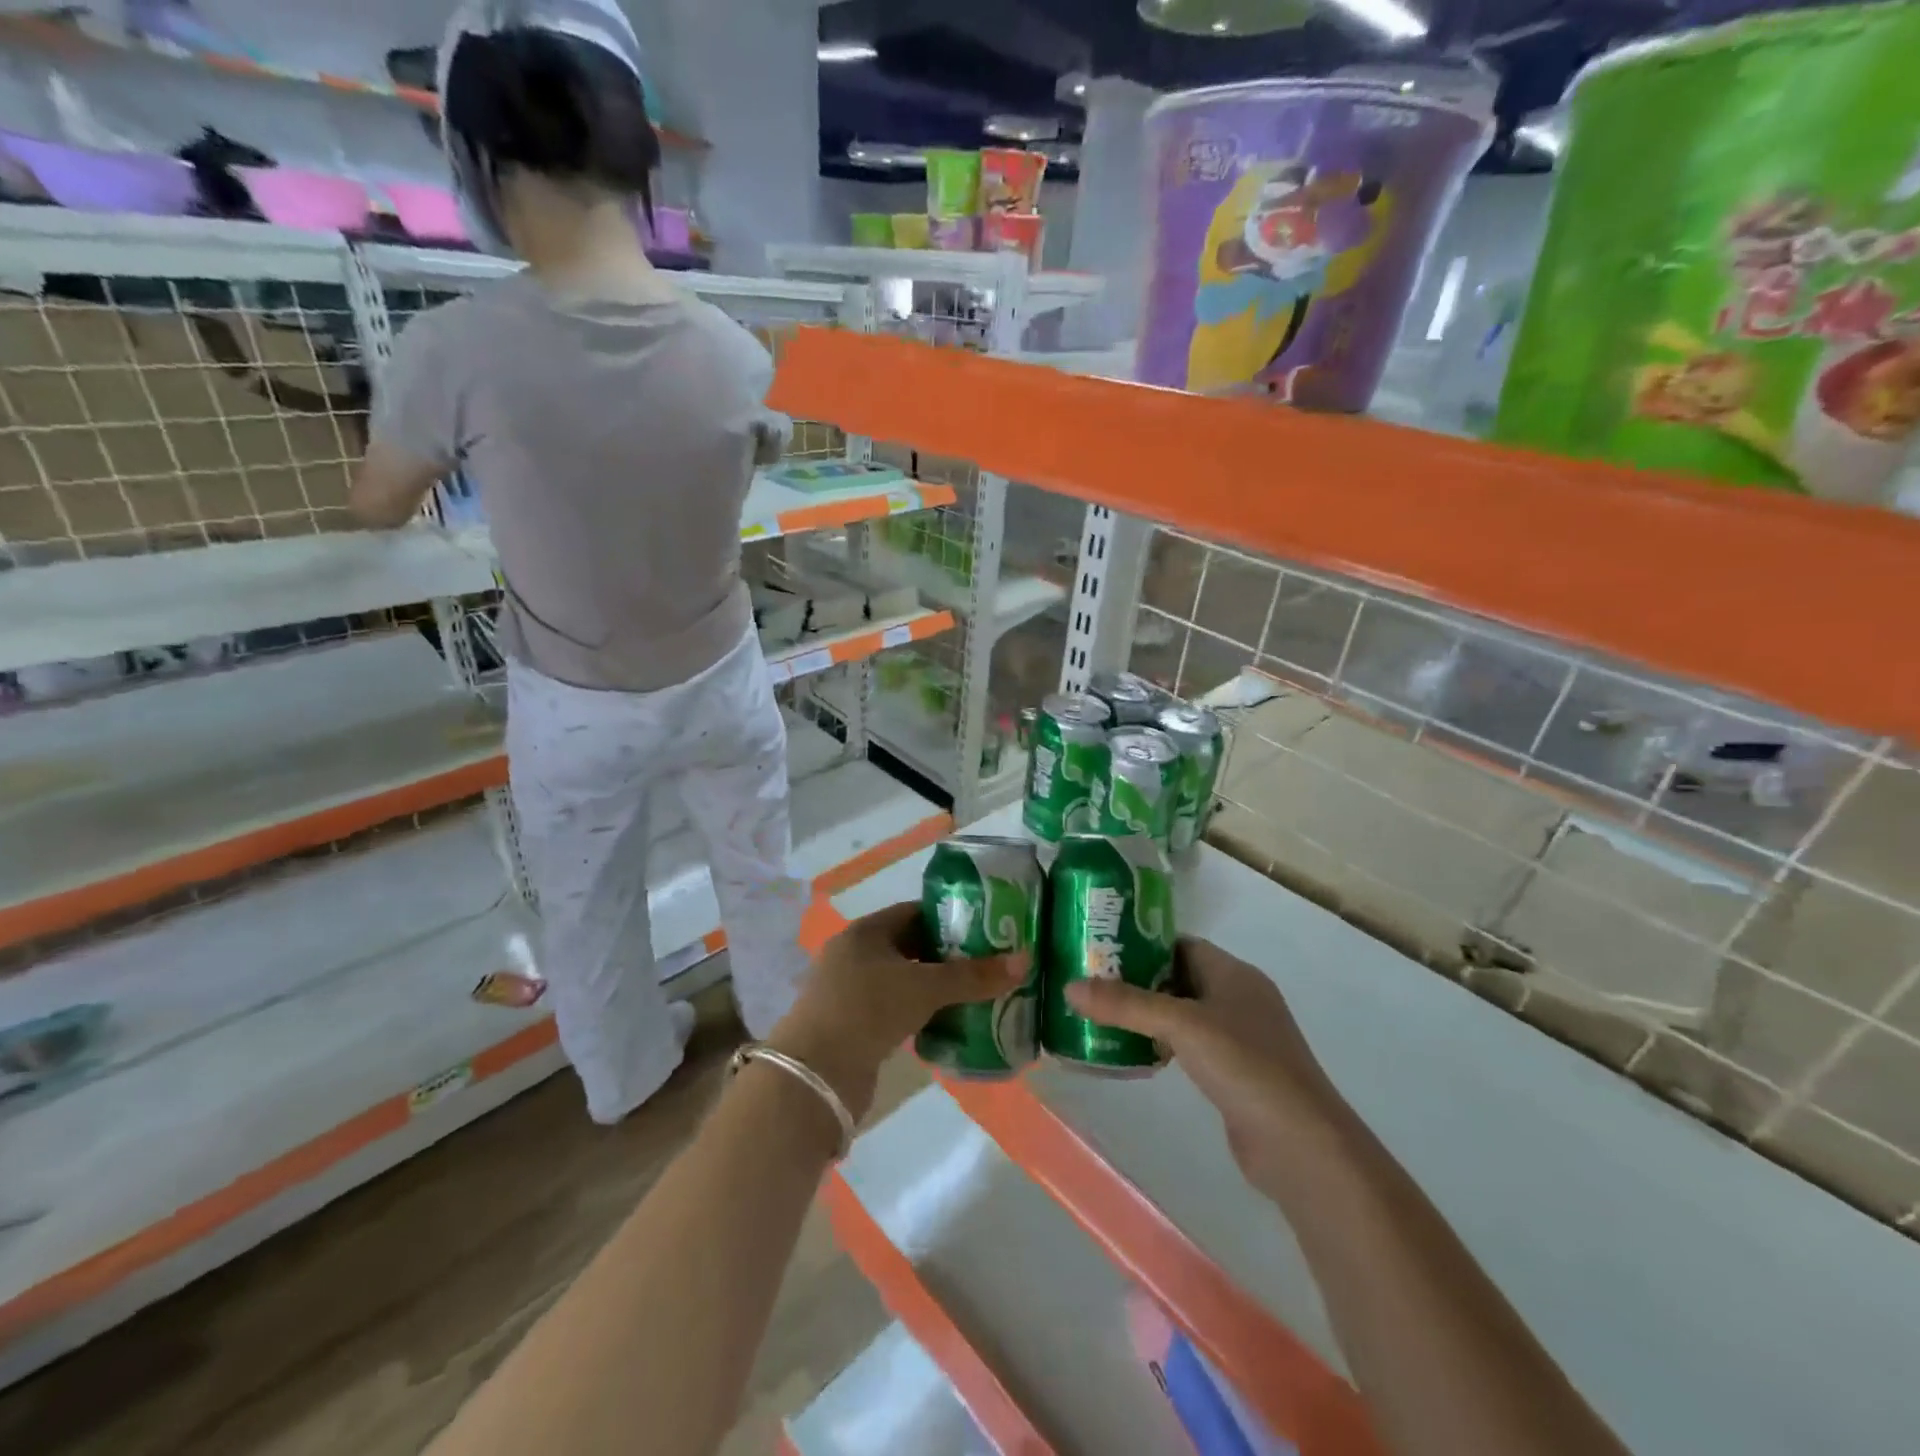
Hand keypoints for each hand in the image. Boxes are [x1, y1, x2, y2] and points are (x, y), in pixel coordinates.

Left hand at [769, 902, 1025, 1123]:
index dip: (950, 918)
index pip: (914, 913)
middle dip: (948, 956)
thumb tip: (1024, 960)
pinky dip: (922, 1013)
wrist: (815, 1076)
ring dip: (936, 988)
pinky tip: (950, 1023)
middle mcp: (855, 955)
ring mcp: (851, 992)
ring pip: (904, 981)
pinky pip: (896, 1010)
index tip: (987, 928)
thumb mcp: (924, 988)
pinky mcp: (854, 1026)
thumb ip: (973, 977)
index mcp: (865, 932)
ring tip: (978, 994)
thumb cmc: (867, 1011)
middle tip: (990, 963)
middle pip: (911, 947)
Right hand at [1064, 939, 1350, 1194]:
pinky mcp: (1235, 1074)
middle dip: (1137, 981)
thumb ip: (1126, 1004)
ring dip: (1147, 1016)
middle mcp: (1239, 998)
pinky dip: (1162, 1045)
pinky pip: (1190, 1046)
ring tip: (1101, 1017)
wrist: (1301, 1145)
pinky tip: (1135, 1054)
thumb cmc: (1245, 1066)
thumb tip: (1069, 987)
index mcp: (1234, 974)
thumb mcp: (1181, 1026)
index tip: (1100, 950)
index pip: (1181, 945)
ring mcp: (1240, 1038)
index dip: (1142, 945)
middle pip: (1179, 978)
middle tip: (1091, 984)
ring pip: (1183, 1014)